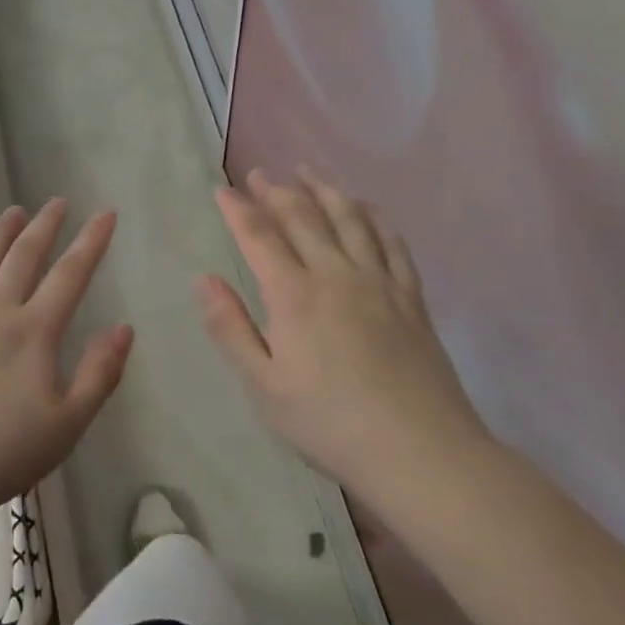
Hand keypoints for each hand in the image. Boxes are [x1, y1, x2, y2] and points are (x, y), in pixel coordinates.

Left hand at [0, 200, 132, 526]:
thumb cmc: (1, 455)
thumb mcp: (68, 425)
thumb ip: (100, 374)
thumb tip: (124, 328)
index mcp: (32, 332)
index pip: (70, 275)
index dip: (91, 242)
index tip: (104, 213)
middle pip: (23, 257)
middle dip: (44, 226)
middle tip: (57, 202)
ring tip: (13, 212)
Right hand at [198, 170, 489, 503]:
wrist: (420, 451)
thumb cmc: (329, 422)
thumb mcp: (263, 386)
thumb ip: (231, 329)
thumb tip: (205, 280)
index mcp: (294, 295)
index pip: (259, 236)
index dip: (238, 209)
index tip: (222, 189)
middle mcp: (335, 275)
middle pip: (303, 217)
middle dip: (276, 191)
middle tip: (259, 174)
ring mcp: (379, 282)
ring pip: (349, 219)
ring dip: (324, 190)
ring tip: (307, 173)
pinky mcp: (410, 297)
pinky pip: (392, 242)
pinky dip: (374, 217)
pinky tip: (365, 208)